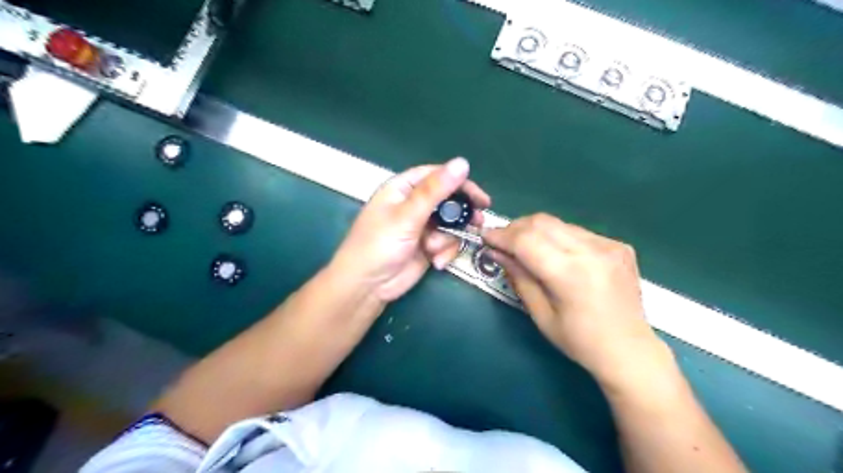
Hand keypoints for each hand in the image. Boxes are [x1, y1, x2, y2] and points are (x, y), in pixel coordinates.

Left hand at [331, 158, 490, 299]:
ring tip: (435, 249)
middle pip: (447, 200)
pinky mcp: (427, 246)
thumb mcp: (407, 215)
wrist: (367, 286)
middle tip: (478, 221)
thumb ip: (435, 190)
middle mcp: (413, 204)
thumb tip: (463, 162)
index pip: (436, 176)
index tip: (480, 197)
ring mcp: (421, 227)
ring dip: (448, 238)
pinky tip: (436, 262)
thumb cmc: (380, 244)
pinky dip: (445, 252)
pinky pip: (446, 243)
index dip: (459, 182)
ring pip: (450, 224)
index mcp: (403, 189)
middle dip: (460, 214)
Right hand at [481, 212, 672, 387]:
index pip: (527, 241)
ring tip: (524, 246)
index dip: (502, 236)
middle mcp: (592, 252)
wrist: (630, 350)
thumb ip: (519, 278)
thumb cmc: (580, 341)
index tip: (485, 237)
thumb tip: (497, 253)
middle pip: (542, 223)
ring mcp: (609, 245)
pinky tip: (555, 254)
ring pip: (559, 223)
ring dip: (535, 231)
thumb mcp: (541, 315)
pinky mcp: (618, 245)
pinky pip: (577, 232)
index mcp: (571, 275)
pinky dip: (557, 237)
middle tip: (502, 241)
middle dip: (515, 228)